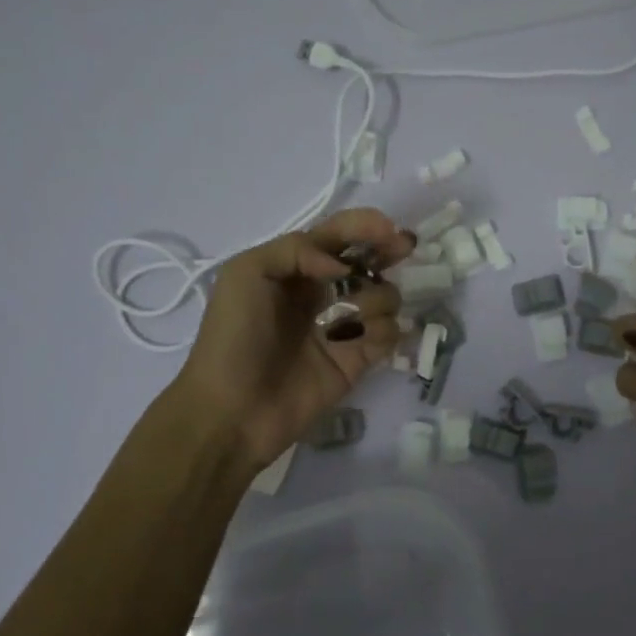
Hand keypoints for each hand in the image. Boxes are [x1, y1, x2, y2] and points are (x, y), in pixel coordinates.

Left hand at [174, 209, 412, 470]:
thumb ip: (296, 249)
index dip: (364, 226)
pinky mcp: (357, 359)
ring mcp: (341, 326)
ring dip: (378, 296)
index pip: (336, 236)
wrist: (232, 410)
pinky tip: (363, 340)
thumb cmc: (233, 338)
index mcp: (292, 269)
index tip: (388, 229)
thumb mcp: (247, 274)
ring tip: (356, 316)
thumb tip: (344, 267)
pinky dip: (384, 330)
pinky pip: (388, 333)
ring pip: (383, 295)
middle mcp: (320, 292)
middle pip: (367, 260)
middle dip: (387, 250)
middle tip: (403, 249)